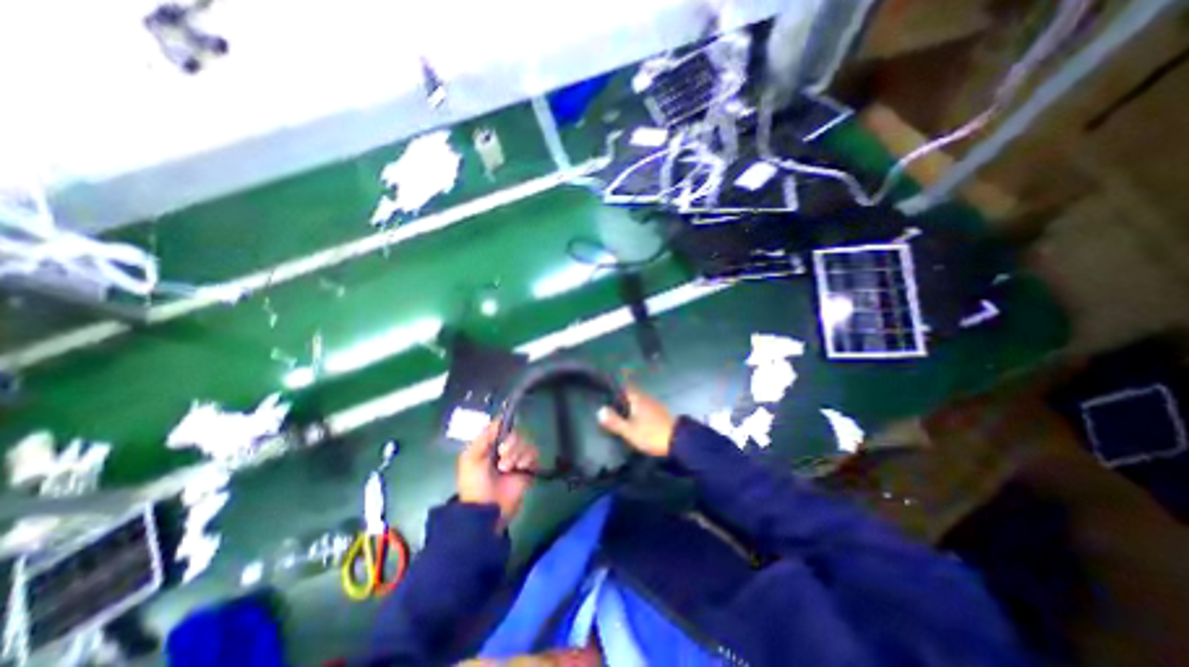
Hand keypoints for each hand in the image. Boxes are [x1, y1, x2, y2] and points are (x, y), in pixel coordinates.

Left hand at [456, 418, 538, 528]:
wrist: (487, 509)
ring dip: (517, 454)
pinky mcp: (528, 469)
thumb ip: (483, 437)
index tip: (500, 436)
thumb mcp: (470, 459)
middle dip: (510, 444)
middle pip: (516, 433)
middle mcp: (505, 450)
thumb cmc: (474, 484)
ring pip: (526, 443)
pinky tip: (520, 468)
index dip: (503, 428)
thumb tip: (498, 420)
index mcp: (490, 446)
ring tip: (507, 469)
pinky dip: (527, 459)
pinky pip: (534, 454)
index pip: (502, 427)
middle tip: (502, 458)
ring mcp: (517, 459)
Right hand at [601, 387, 672, 459]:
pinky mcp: (661, 415)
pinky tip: (636, 421)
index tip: (606, 388)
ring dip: (631, 405)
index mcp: (638, 399)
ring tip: (621, 414)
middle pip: (632, 394)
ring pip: (639, 402)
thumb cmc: (652, 434)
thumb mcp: (629, 431)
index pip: (625, 387)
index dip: (616, 386)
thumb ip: (615, 421)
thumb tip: (600, 411)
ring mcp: (656, 406)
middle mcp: (647, 399)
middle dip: (622, 397)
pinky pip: (646, 409)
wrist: (679, 441)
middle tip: (611, 404)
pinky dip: (639, 412)